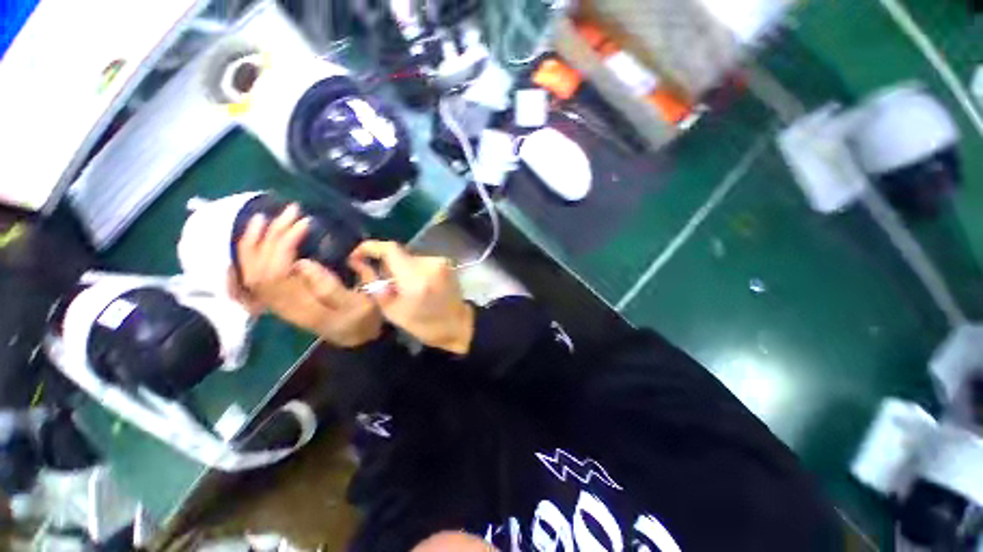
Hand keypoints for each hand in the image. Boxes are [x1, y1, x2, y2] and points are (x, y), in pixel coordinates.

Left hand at [235, 205, 382, 347]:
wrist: (355, 335)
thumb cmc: (361, 318)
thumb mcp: (358, 305)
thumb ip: (331, 288)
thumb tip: (302, 262)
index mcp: (301, 306)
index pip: (278, 271)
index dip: (285, 243)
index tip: (306, 223)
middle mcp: (281, 304)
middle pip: (261, 267)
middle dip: (273, 234)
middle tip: (292, 211)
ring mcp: (276, 301)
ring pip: (251, 270)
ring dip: (254, 241)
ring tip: (265, 217)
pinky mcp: (278, 297)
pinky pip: (251, 274)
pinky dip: (247, 255)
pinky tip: (253, 239)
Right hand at [349, 241, 473, 353]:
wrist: (458, 325)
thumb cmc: (425, 325)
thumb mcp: (392, 311)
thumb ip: (374, 284)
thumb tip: (360, 264)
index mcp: (415, 277)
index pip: (390, 249)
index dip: (370, 248)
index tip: (358, 256)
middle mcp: (429, 264)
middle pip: (400, 254)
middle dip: (387, 265)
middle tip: (384, 283)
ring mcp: (441, 262)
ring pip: (411, 258)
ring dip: (402, 268)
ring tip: (403, 288)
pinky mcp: (447, 263)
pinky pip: (422, 261)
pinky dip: (415, 270)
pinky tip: (417, 285)